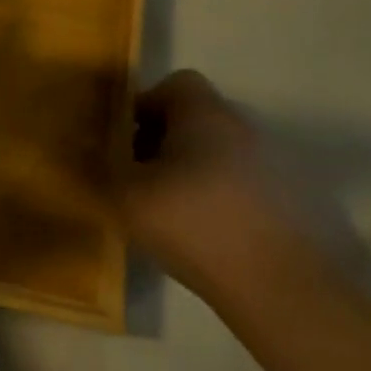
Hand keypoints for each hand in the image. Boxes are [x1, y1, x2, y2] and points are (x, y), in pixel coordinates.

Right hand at [123, 70, 346, 309]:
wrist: (277, 287)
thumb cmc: (192, 223)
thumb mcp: (126, 192)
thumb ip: (102, 161)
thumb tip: (87, 143)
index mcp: (204, 114)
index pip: (175, 83)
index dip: (144, 105)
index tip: (123, 140)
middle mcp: (241, 128)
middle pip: (193, 118)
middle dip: (161, 140)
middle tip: (136, 175)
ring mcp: (268, 164)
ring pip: (214, 151)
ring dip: (187, 169)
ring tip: (163, 206)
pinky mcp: (283, 200)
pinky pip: (234, 182)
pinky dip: (212, 195)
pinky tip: (198, 229)